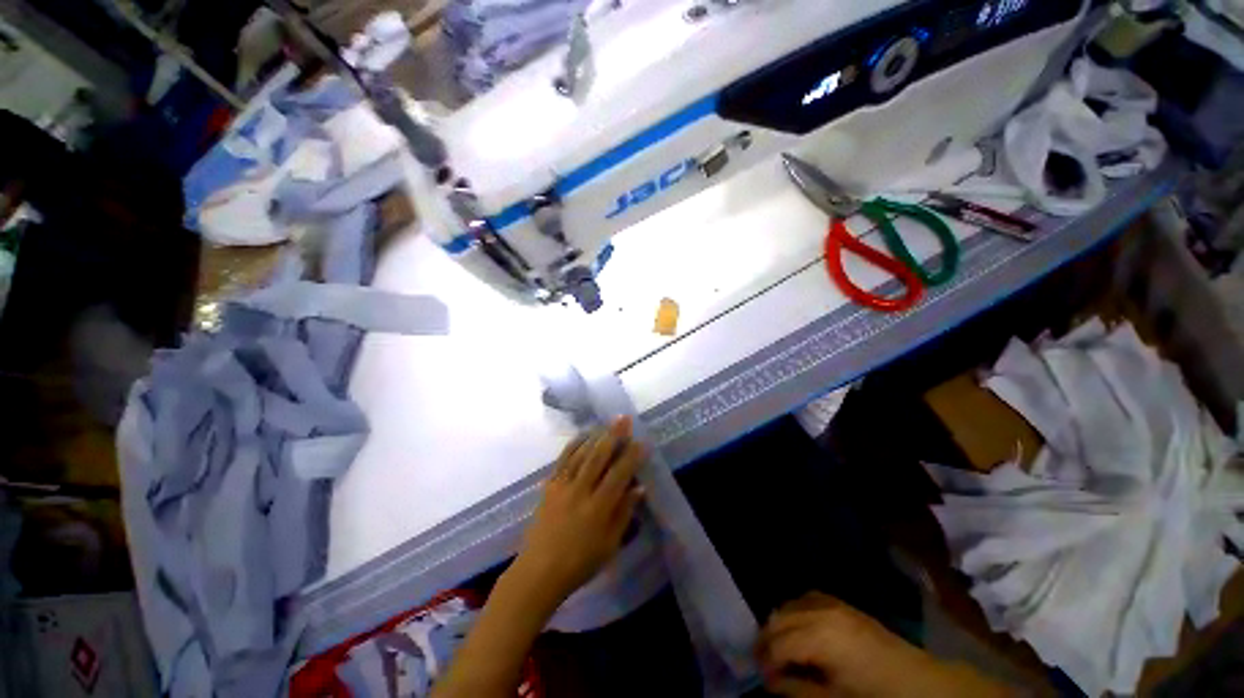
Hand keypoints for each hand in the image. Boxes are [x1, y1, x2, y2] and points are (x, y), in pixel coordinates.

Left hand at [509, 418, 646, 606]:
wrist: (538, 571)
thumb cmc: (579, 563)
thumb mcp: (609, 545)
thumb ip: (624, 513)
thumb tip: (639, 488)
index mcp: (598, 508)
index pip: (619, 475)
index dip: (631, 457)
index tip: (642, 441)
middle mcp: (580, 491)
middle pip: (599, 457)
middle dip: (613, 435)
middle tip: (624, 418)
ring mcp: (562, 486)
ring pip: (581, 454)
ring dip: (596, 436)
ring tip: (607, 423)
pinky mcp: (549, 486)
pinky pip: (562, 460)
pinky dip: (574, 445)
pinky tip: (582, 436)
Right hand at [756, 593, 942, 697]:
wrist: (921, 683)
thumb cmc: (877, 696)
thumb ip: (800, 690)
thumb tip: (772, 682)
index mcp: (821, 637)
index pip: (778, 643)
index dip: (765, 661)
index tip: (762, 678)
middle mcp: (821, 611)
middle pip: (779, 618)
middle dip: (767, 640)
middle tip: (764, 664)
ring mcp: (832, 603)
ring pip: (789, 605)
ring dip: (779, 625)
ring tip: (779, 649)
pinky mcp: (842, 604)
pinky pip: (807, 598)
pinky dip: (796, 611)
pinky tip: (799, 629)